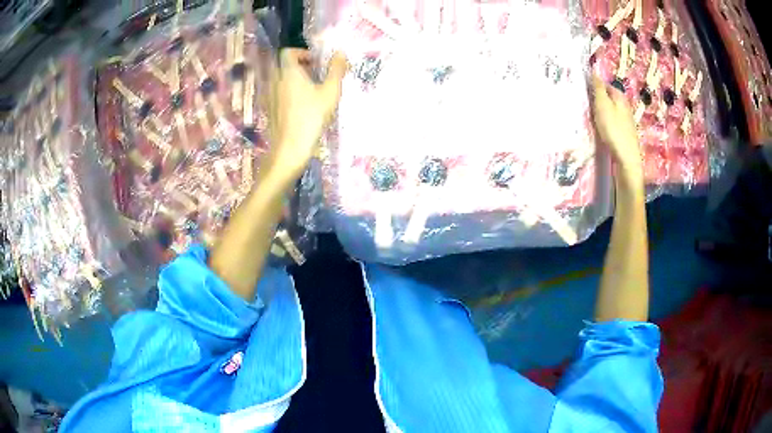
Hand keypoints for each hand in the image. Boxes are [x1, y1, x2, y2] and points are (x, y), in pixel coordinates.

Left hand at [266, 49, 347, 179]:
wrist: (290, 148)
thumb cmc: (311, 117)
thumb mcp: (330, 92)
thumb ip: (336, 70)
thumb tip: (341, 53)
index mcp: (288, 72)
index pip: (288, 52)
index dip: (302, 52)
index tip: (316, 62)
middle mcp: (275, 80)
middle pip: (284, 65)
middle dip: (300, 66)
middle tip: (316, 75)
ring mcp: (270, 95)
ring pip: (281, 79)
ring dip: (295, 80)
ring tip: (311, 91)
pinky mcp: (269, 109)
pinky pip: (278, 92)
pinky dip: (289, 92)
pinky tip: (302, 106)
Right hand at [591, 76, 642, 180]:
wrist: (627, 158)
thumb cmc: (614, 129)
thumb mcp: (603, 105)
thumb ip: (598, 88)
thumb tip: (593, 72)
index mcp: (619, 96)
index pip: (603, 84)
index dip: (593, 86)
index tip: (582, 92)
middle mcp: (624, 105)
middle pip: (607, 97)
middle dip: (596, 100)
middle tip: (585, 106)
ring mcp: (625, 120)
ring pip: (609, 110)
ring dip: (600, 112)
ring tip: (591, 118)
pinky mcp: (624, 132)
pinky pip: (611, 122)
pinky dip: (605, 123)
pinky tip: (600, 130)